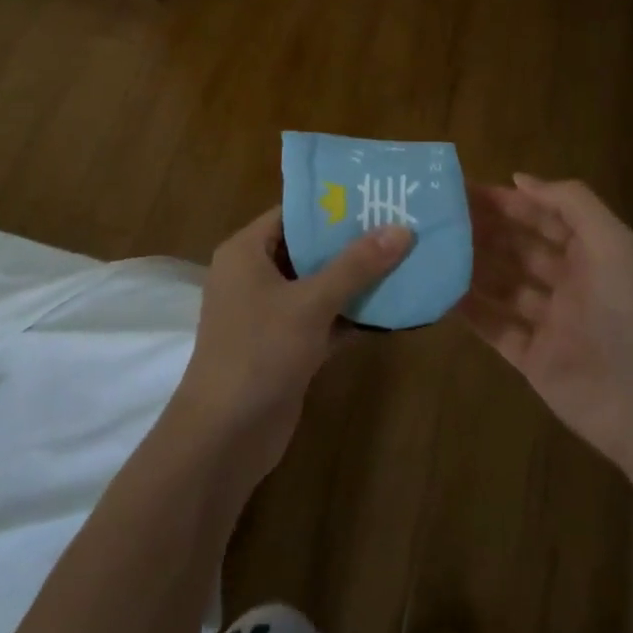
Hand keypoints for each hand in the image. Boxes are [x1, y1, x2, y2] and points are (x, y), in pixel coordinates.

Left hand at [174, 208, 412, 489]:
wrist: (224, 436)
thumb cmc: (259, 352)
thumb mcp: (310, 303)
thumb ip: (355, 266)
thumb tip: (401, 229)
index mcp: (247, 252)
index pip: (292, 213)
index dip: (333, 204)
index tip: (378, 195)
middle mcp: (255, 276)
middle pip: (309, 248)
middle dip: (353, 242)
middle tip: (402, 226)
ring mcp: (270, 313)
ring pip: (320, 286)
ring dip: (357, 280)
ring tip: (407, 260)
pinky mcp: (286, 346)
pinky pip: (324, 319)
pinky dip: (352, 316)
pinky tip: (394, 309)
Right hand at [460, 175, 632, 480]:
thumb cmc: (630, 311)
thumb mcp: (611, 242)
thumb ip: (570, 202)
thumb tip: (518, 178)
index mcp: (591, 254)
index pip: (543, 218)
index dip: (508, 202)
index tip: (464, 189)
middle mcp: (569, 284)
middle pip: (519, 249)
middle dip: (484, 231)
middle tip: (439, 216)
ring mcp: (549, 323)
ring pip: (503, 286)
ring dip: (472, 266)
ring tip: (433, 248)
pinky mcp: (532, 359)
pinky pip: (495, 328)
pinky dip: (470, 311)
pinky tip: (441, 292)